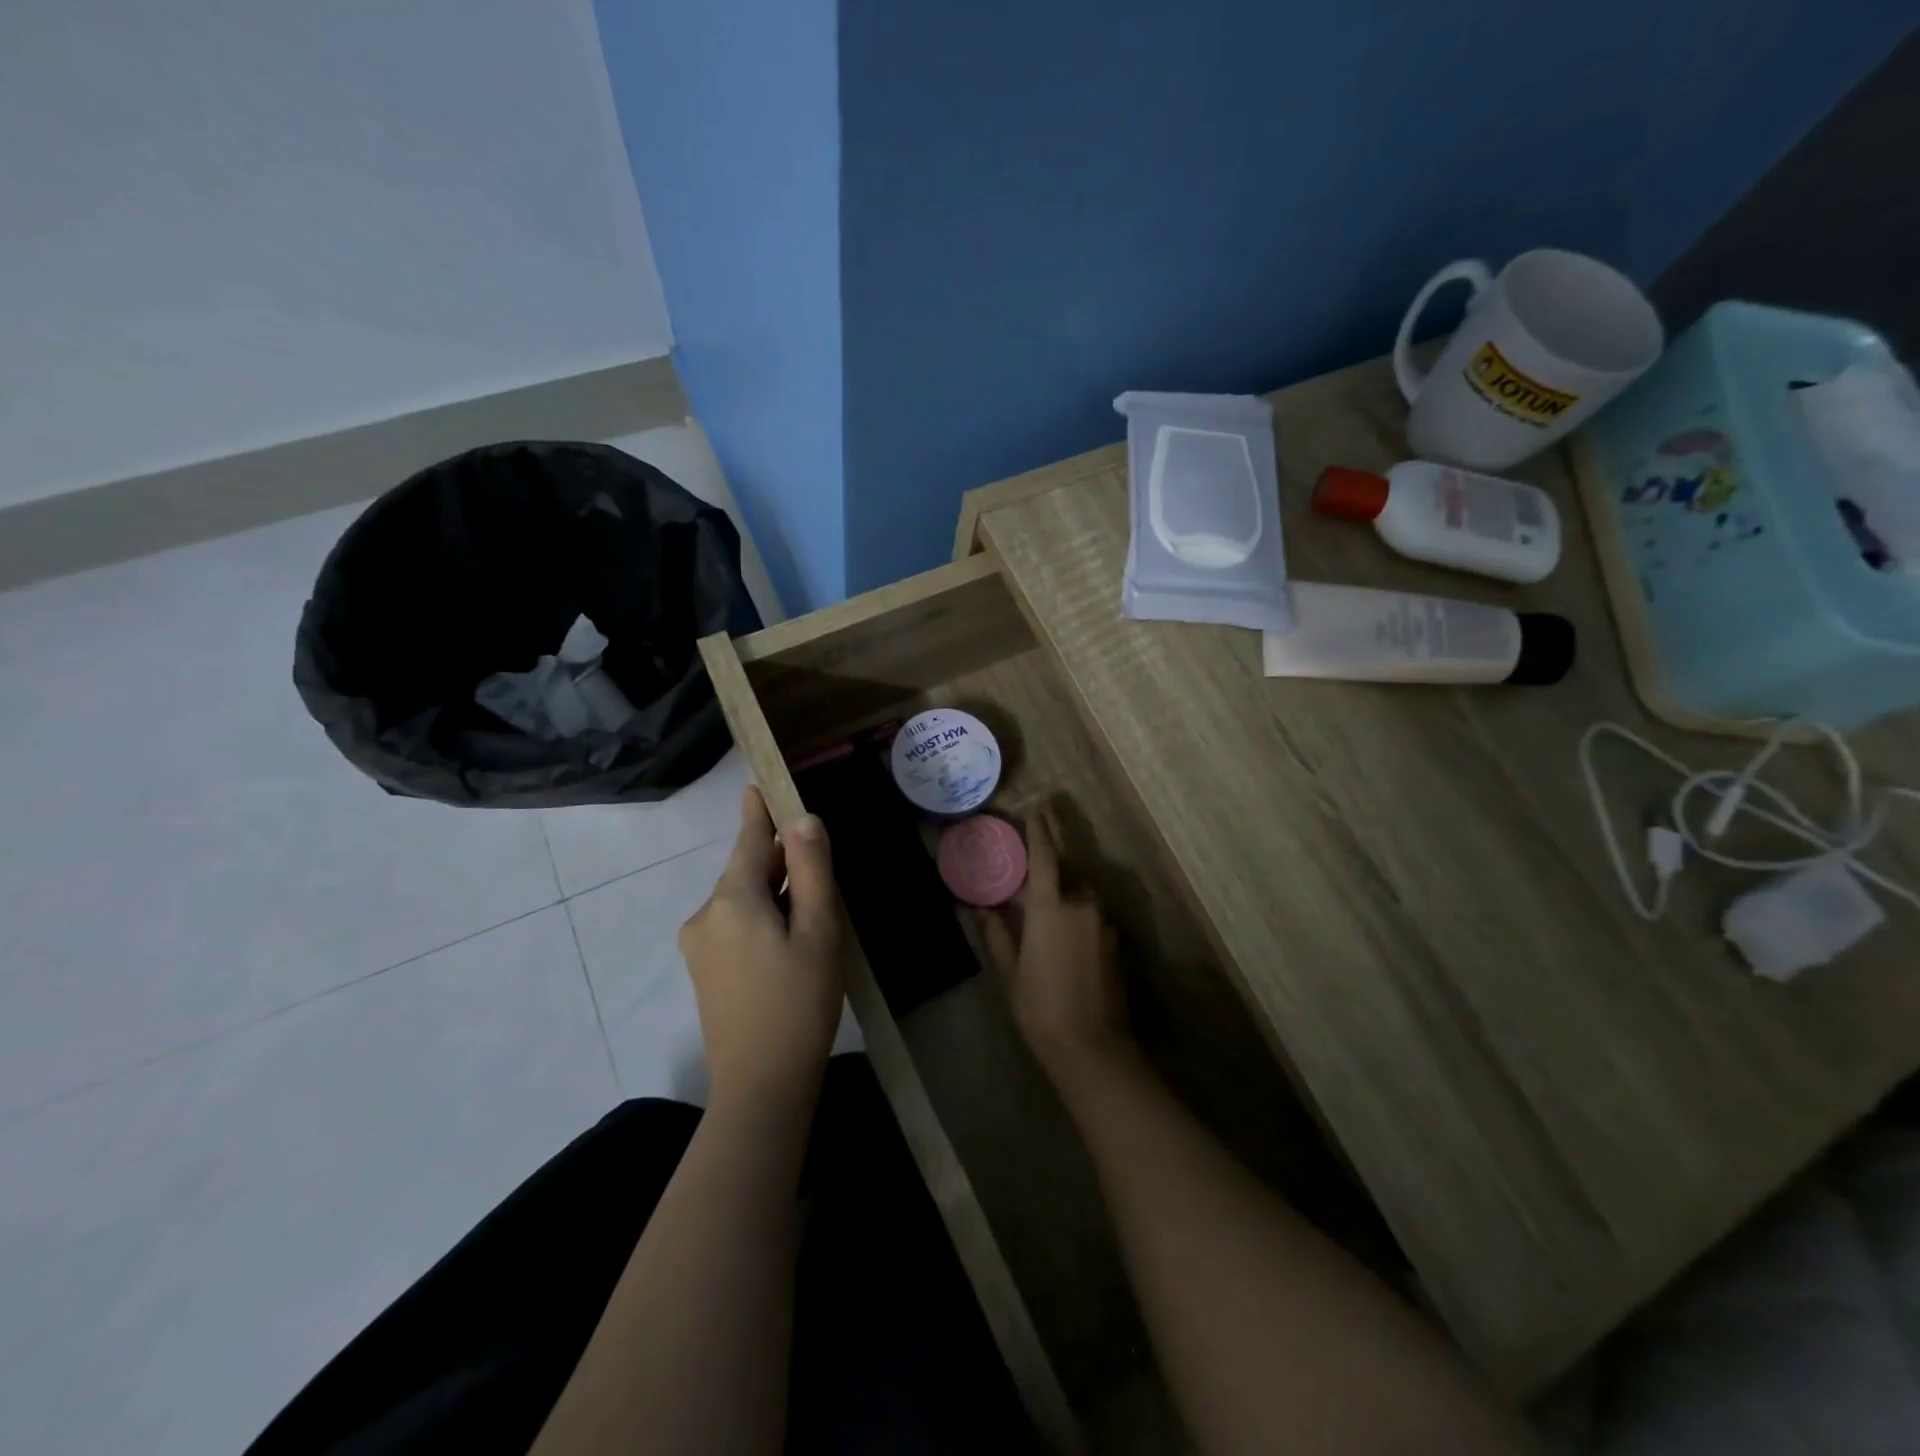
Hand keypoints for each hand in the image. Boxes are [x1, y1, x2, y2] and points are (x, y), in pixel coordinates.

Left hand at [680, 787, 844, 1110]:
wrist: (761, 1085)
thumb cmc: (799, 1002)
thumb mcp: (819, 931)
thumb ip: (810, 871)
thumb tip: (804, 821)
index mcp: (732, 900)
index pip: (748, 842)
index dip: (759, 813)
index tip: (758, 785)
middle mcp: (706, 915)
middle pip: (744, 871)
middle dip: (776, 859)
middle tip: (814, 854)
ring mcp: (699, 946)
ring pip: (741, 900)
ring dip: (772, 892)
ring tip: (810, 904)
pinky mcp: (704, 972)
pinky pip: (734, 925)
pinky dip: (760, 916)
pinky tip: (788, 937)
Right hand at [983, 809, 1132, 1080]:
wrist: (1092, 1050)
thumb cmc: (1040, 1009)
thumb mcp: (1010, 972)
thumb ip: (997, 934)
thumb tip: (979, 908)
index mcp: (1051, 909)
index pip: (1045, 857)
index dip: (1039, 831)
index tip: (1037, 807)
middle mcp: (1083, 907)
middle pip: (1065, 880)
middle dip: (1048, 883)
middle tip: (1027, 900)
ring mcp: (1104, 926)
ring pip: (1082, 900)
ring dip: (1066, 903)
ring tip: (1047, 929)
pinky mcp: (1117, 945)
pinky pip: (1094, 920)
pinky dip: (1079, 922)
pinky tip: (1067, 950)